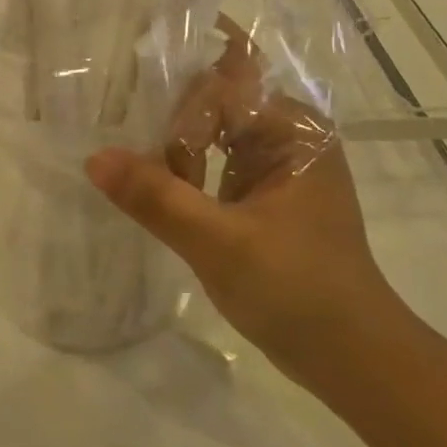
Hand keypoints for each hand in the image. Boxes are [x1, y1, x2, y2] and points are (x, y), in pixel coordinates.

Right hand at [84, 22, 395, 379]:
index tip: (147, 155)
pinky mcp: (266, 190)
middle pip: (214, 103)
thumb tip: (94, 158)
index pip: (221, 89)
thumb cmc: (297, 292)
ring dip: (177, 154)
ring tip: (148, 185)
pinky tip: (163, 195)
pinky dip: (188, 173)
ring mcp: (278, 162)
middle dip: (174, 130)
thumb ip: (157, 198)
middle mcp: (289, 132)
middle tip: (139, 169)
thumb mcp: (219, 244)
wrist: (352, 358)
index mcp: (293, 128)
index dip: (180, 117)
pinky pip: (216, 160)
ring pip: (211, 132)